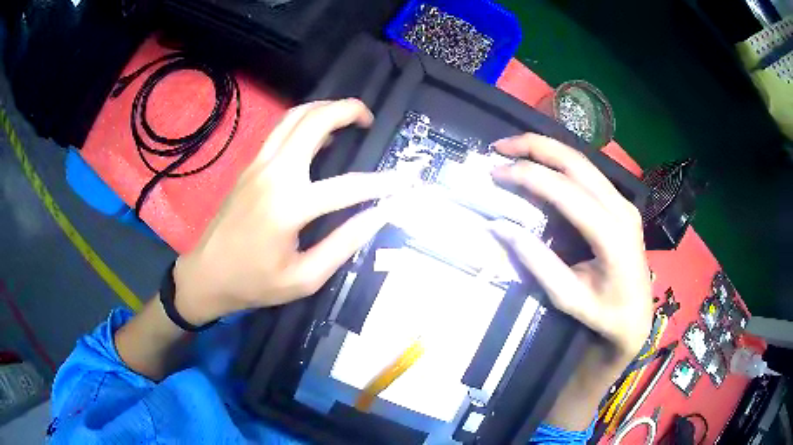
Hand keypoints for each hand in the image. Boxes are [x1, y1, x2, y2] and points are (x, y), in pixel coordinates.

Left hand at [172, 99, 404, 325]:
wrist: (205, 275)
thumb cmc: (253, 284)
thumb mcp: (304, 278)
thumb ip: (344, 244)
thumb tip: (379, 215)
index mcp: (288, 206)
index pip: (349, 186)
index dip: (385, 183)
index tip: (409, 179)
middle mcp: (274, 174)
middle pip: (315, 122)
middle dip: (348, 110)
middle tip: (370, 119)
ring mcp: (258, 164)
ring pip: (294, 116)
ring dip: (325, 108)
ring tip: (348, 117)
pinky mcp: (250, 165)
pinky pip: (281, 129)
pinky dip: (305, 121)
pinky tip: (318, 135)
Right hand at [490, 133, 652, 365]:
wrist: (637, 315)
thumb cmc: (605, 314)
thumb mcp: (568, 297)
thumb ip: (536, 262)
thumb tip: (499, 226)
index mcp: (612, 235)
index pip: (566, 191)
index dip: (528, 176)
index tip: (495, 172)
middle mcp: (621, 209)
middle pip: (576, 162)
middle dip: (535, 147)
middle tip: (500, 147)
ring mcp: (624, 202)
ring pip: (582, 161)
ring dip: (546, 149)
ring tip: (514, 149)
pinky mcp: (621, 202)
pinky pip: (588, 172)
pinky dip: (559, 162)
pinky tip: (540, 163)